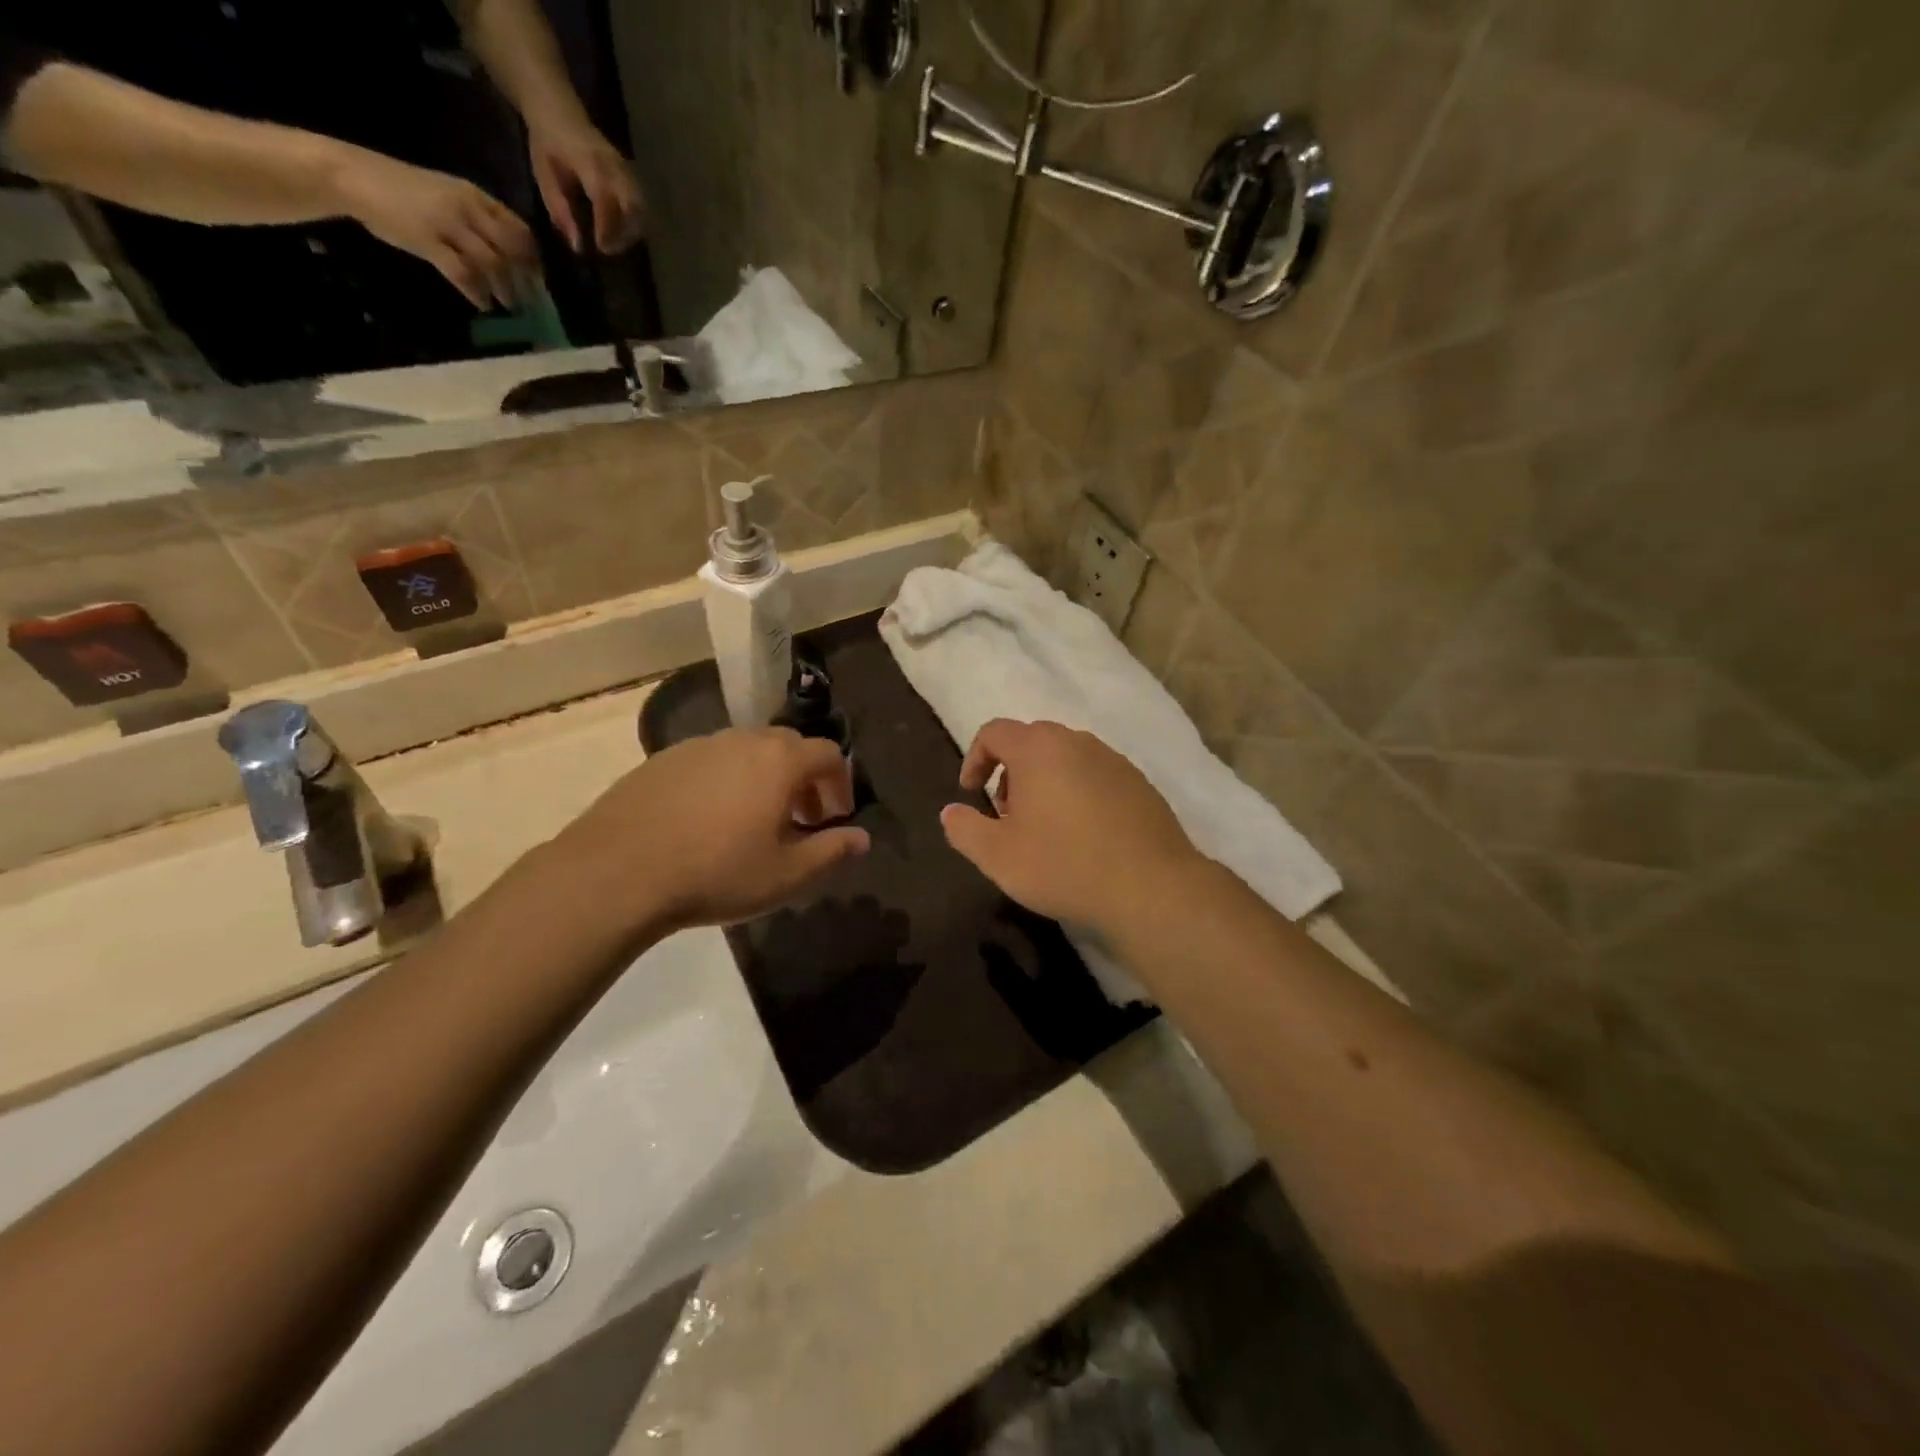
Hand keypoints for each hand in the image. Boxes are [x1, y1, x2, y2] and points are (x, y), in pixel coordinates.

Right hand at [333, 148, 537, 309]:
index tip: (538, 279)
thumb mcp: (449, 196)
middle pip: (511, 250)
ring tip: (510, 306)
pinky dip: (478, 293)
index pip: (519, 229)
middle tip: (531, 301)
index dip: (533, 258)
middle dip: (526, 279)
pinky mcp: (428, 242)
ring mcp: (447, 224)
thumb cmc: (405, 190)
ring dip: (505, 290)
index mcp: (475, 196)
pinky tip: (484, 305)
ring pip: (492, 264)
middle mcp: (466, 208)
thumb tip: (511, 254)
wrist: (354, 177)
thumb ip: (479, 219)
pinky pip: (463, 274)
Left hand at [526, 115, 644, 254]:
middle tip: (608, 249)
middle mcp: (613, 166)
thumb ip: (560, 210)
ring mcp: (625, 170)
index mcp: (589, 162)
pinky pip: (641, 205)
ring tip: (615, 242)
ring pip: (641, 209)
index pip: (605, 198)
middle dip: (625, 234)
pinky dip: (634, 223)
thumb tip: (577, 246)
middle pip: (633, 207)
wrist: (558, 110)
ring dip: (632, 232)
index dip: (607, 227)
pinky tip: (620, 230)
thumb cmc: (547, 144)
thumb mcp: (544, 176)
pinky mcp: (631, 176)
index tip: (601, 248)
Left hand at [554, 728, 866, 935]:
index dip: (841, 783)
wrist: (617, 873)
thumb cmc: (716, 873)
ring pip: (747, 751)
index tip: (835, 818)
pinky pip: (711, 761)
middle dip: (805, 779)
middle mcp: (742, 740)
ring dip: (764, 778)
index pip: (828, 754)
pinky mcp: (662, 759)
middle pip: (789, 746)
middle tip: (801, 819)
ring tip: (754, 821)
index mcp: (779, 761)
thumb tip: (862, 839)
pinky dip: (726, 780)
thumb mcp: (786, 875)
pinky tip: (708, 821)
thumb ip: (831, 852)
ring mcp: (698, 746)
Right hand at [940, 720, 1204, 937]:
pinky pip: (1096, 776)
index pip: (994, 732)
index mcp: (1038, 749)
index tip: (971, 793)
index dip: (974, 758)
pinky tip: (1083, 836)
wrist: (1151, 887)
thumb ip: (964, 829)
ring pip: (1066, 758)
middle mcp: (1077, 742)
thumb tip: (950, 812)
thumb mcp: (998, 856)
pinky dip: (1078, 793)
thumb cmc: (1064, 865)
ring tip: (1045, 829)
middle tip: (1007, 815)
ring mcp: (1113, 760)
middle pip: (1031, 742)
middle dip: (1010, 772)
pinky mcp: (1139, 783)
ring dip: (1045, 783)